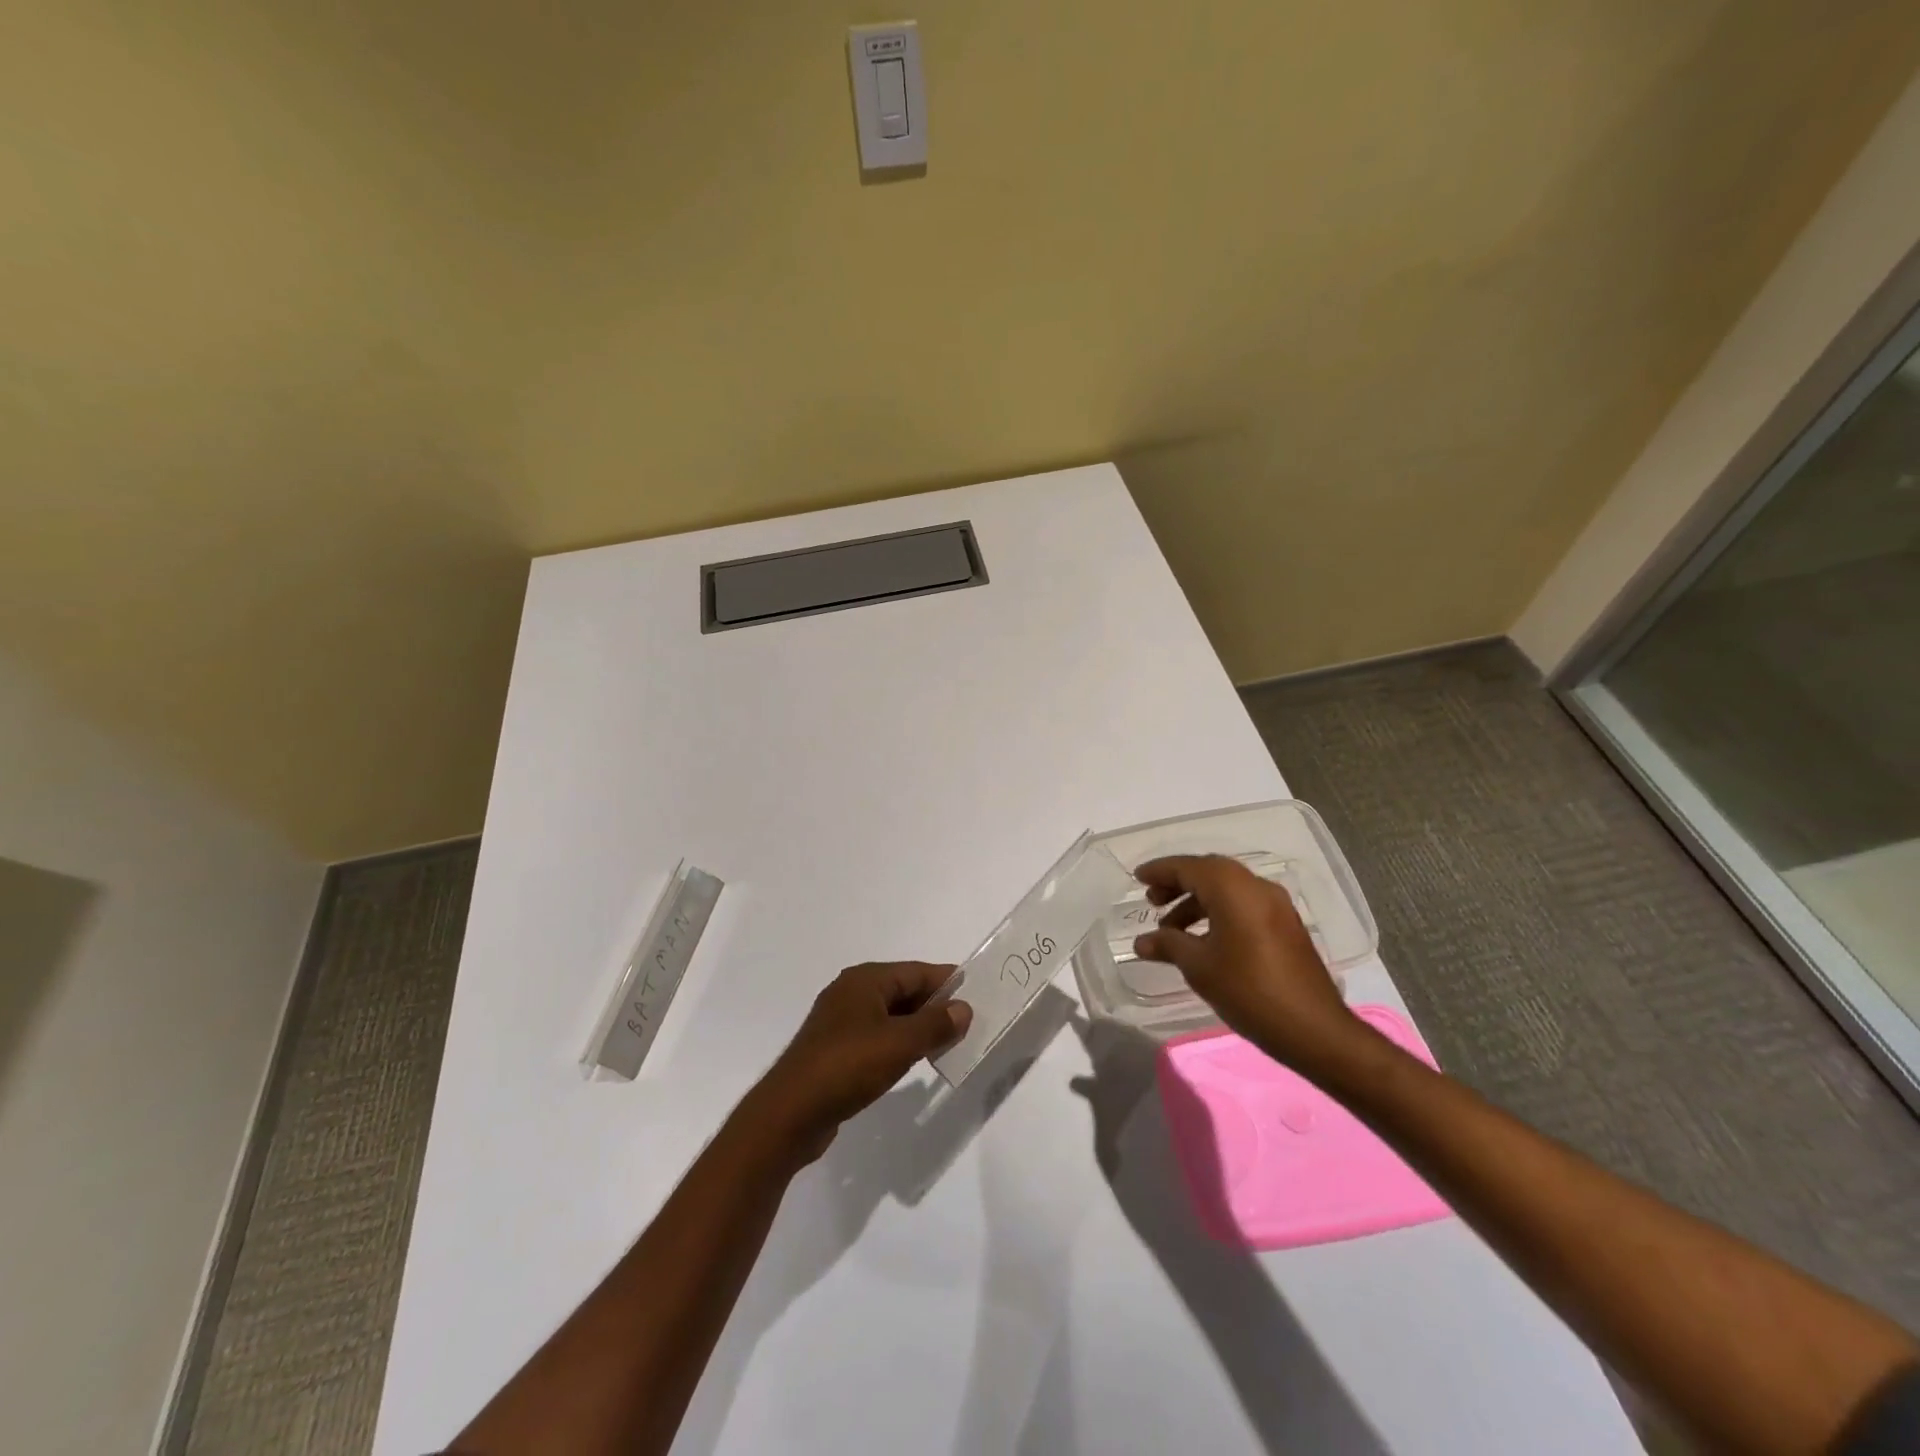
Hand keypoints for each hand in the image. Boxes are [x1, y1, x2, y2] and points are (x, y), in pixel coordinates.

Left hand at [751, 962, 972, 1163]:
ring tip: (949, 1043)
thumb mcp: (899, 1043)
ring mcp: (840, 1023)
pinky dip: (899, 1045)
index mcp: (864, 980)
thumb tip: (963, 1008)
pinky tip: (914, 1062)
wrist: (790, 1114)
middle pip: (903, 991)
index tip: (977, 993)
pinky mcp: (835, 1051)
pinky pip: (877, 1038)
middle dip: (935, 1006)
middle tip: (969, 1023)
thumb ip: (935, 1024)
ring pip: (891, 1016)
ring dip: (918, 1028)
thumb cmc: (847, 1066)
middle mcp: (851, 993)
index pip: (916, 971)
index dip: (947, 981)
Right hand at [1133, 855, 1365, 1077]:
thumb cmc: (1249, 991)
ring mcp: (1276, 906)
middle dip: (1178, 883)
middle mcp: (1256, 887)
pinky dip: (1218, 911)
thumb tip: (1142, 941)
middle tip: (1152, 902)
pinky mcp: (1286, 926)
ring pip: (1227, 889)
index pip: (1189, 867)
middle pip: (1209, 872)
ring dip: (1197, 901)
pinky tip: (1203, 940)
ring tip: (1172, 929)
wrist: (1314, 1030)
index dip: (1160, 871)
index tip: (1138, 879)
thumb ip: (1168, 945)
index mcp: (1233, 889)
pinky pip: (1243, 904)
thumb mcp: (1199, 967)